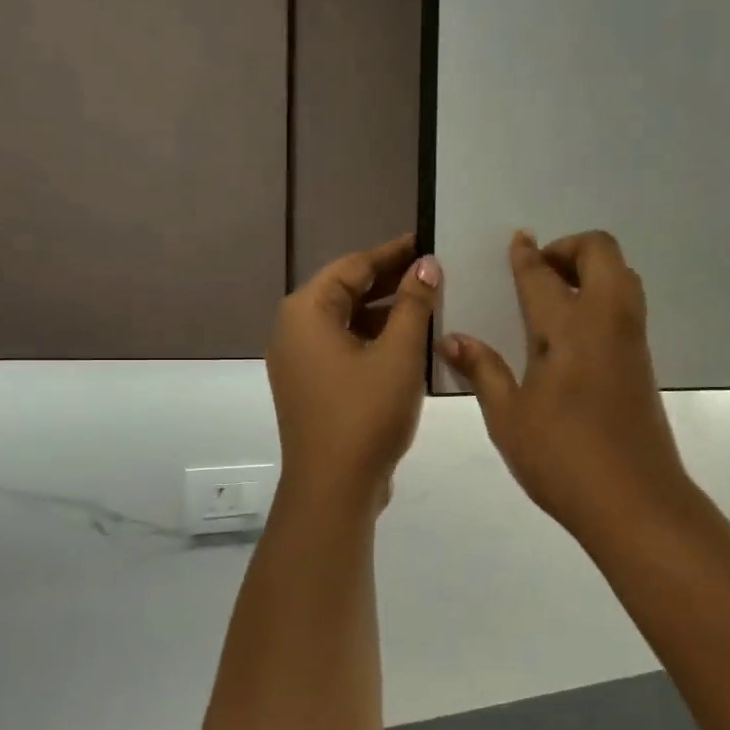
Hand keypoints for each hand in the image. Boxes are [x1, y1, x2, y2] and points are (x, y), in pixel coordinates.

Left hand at [269, 234, 441, 510]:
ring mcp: (300, 362)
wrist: (334, 488)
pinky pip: (345, 349)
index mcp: (307, 312)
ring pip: (347, 323)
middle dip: (391, 282)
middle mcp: (294, 330)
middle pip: (347, 292)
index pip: (354, 266)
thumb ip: (413, 304)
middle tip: (435, 272)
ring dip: (386, 313)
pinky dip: (375, 340)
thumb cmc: (366, 413)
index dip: (393, 253)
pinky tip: (411, 343)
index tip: (427, 242)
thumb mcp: (399, 354)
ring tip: (430, 306)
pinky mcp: (312, 387)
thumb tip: (426, 264)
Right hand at [437, 230, 694, 542]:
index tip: (519, 240)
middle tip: (540, 273)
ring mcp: (632, 340)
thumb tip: (452, 339)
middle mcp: (606, 321)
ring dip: (593, 269)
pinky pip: (628, 307)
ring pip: (623, 276)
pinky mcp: (643, 362)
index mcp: (568, 328)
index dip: (527, 255)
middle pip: (601, 253)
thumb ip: (483, 371)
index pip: (543, 276)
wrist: (635, 500)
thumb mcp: (509, 418)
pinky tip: (576, 333)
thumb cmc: (562, 459)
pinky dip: (605, 296)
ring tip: (557, 298)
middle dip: (570, 248)